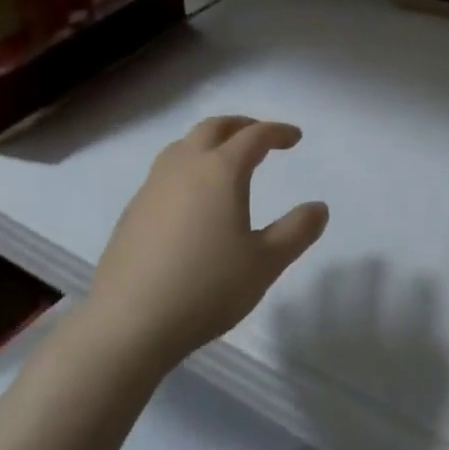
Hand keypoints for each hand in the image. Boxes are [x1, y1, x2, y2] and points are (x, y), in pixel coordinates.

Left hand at [86, 116, 328, 366]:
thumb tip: (319, 208)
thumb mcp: (265, 264)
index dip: (277, 132)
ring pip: (183, 145)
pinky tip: (191, 199)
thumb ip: (296, 231)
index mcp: (220, 171)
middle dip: (241, 125)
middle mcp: (185, 166)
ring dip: (209, 142)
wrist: (128, 323)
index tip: (295, 138)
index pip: (254, 136)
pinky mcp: (133, 210)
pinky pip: (165, 171)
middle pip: (214, 128)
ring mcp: (153, 186)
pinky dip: (187, 167)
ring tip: (224, 160)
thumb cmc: (206, 288)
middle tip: (260, 136)